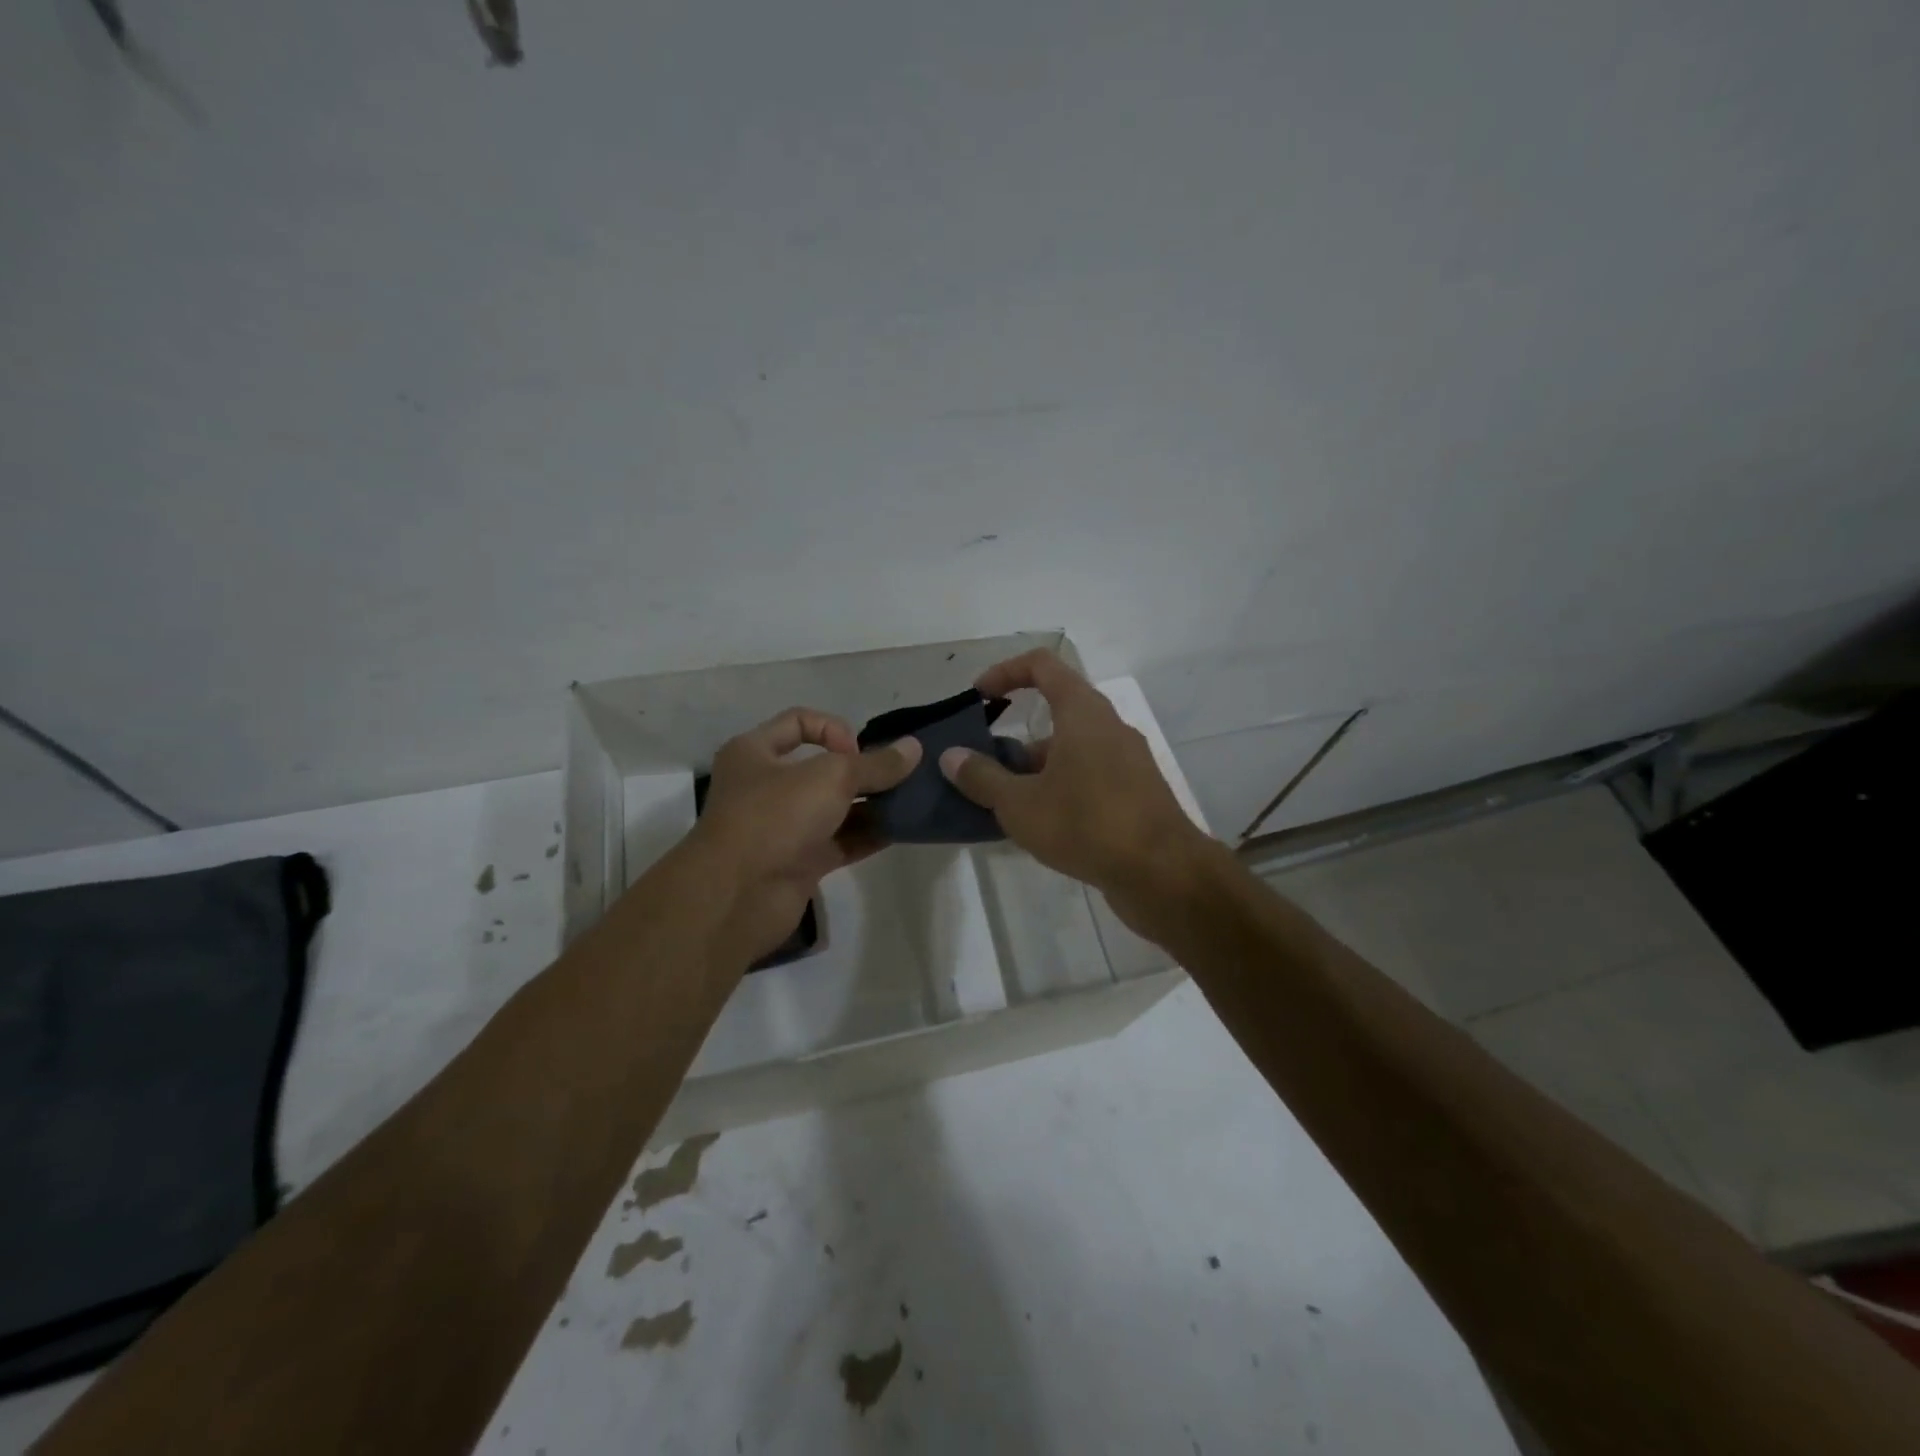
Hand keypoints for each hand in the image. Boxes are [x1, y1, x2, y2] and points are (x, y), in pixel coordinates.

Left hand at [691, 707, 921, 961]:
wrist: (739, 896)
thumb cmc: (776, 816)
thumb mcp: (831, 777)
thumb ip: (876, 764)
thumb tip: (914, 748)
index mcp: (755, 753)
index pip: (799, 722)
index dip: (834, 729)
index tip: (857, 752)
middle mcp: (766, 786)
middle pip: (822, 768)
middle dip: (861, 771)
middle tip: (897, 778)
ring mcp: (783, 827)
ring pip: (834, 807)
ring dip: (870, 804)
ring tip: (908, 803)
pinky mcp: (799, 862)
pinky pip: (840, 841)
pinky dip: (867, 835)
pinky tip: (899, 830)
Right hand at [937, 650, 1214, 922]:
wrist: (1163, 873)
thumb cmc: (1086, 824)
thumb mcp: (1021, 804)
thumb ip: (982, 778)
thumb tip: (951, 756)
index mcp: (1083, 713)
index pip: (1042, 665)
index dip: (1005, 672)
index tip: (979, 697)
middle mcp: (1109, 727)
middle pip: (1056, 713)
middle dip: (1015, 737)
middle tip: (984, 766)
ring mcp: (1127, 761)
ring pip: (1072, 750)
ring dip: (1035, 768)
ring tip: (1003, 805)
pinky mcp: (1136, 793)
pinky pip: (1089, 776)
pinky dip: (1060, 788)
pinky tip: (1040, 825)